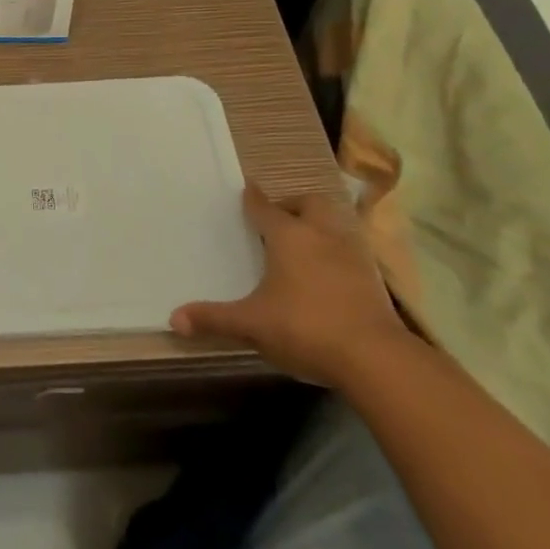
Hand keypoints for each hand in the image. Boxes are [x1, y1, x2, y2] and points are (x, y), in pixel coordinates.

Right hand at [170, 184, 410, 387]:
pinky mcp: (374, 279)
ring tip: (304, 244)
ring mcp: (352, 255)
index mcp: (288, 237)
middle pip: (310, 203)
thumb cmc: (304, 327)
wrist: (375, 359)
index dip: (253, 199)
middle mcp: (321, 236)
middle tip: (279, 219)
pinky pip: (352, 251)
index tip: (247, 189)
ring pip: (335, 224)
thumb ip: (213, 319)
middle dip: (294, 204)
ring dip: (320, 227)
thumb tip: (174, 319)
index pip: (265, 208)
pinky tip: (330, 274)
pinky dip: (338, 254)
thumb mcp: (251, 325)